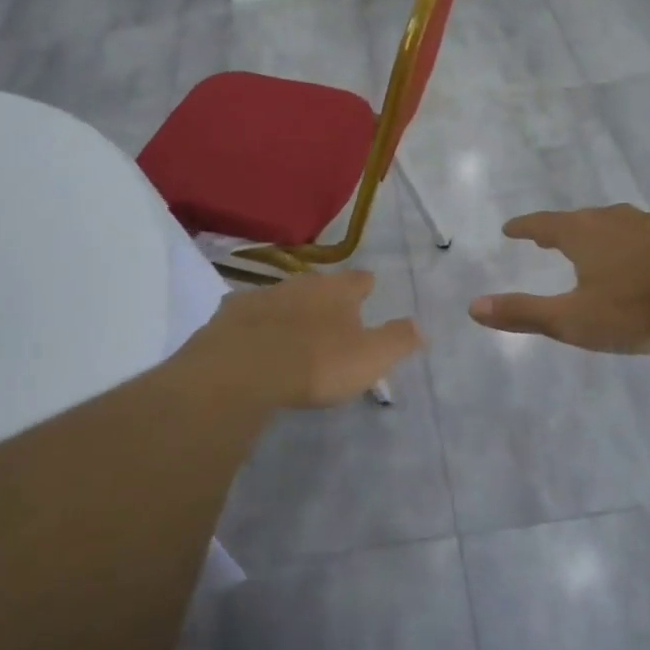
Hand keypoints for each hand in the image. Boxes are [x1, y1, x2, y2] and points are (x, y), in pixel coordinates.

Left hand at [187, 270, 422, 408]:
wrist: (240, 370)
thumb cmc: (315, 364)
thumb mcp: (370, 358)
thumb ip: (397, 340)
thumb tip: (421, 327)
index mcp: (337, 291)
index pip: (358, 279)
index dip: (365, 286)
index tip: (368, 290)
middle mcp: (300, 283)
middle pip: (318, 284)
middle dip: (326, 296)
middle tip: (331, 314)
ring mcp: (261, 295)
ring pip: (282, 296)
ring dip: (289, 308)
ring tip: (293, 329)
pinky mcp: (229, 315)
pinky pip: (248, 314)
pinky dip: (255, 323)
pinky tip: (253, 338)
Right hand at [469, 205, 649, 353]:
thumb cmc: (635, 308)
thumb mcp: (572, 319)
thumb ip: (523, 313)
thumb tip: (473, 307)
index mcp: (582, 233)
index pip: (543, 224)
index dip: (525, 227)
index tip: (510, 229)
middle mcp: (613, 220)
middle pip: (579, 219)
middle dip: (560, 228)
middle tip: (547, 237)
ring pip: (615, 223)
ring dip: (598, 232)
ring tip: (593, 243)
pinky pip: (645, 234)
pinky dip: (631, 242)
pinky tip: (642, 257)